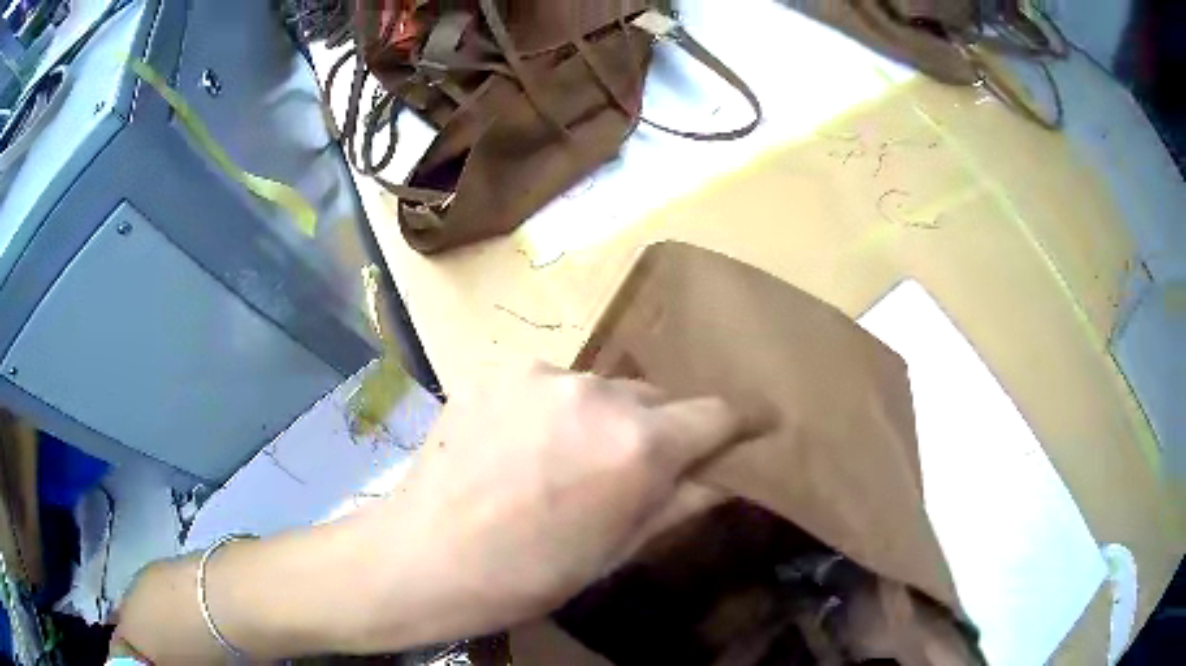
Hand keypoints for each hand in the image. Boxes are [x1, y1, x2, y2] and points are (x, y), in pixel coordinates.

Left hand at [360, 363, 751, 644]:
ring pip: (599, 389)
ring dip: (598, 418)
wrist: (426, 557)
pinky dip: (549, 409)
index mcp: (637, 445)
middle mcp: (596, 392)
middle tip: (629, 469)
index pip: (715, 413)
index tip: (751, 427)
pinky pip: (547, 384)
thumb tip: (726, 475)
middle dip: (656, 429)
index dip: (739, 422)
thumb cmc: (530, 573)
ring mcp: (540, 374)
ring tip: (563, 460)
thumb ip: (681, 503)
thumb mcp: (617, 550)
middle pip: (653, 397)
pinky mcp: (495, 369)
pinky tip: (518, 445)